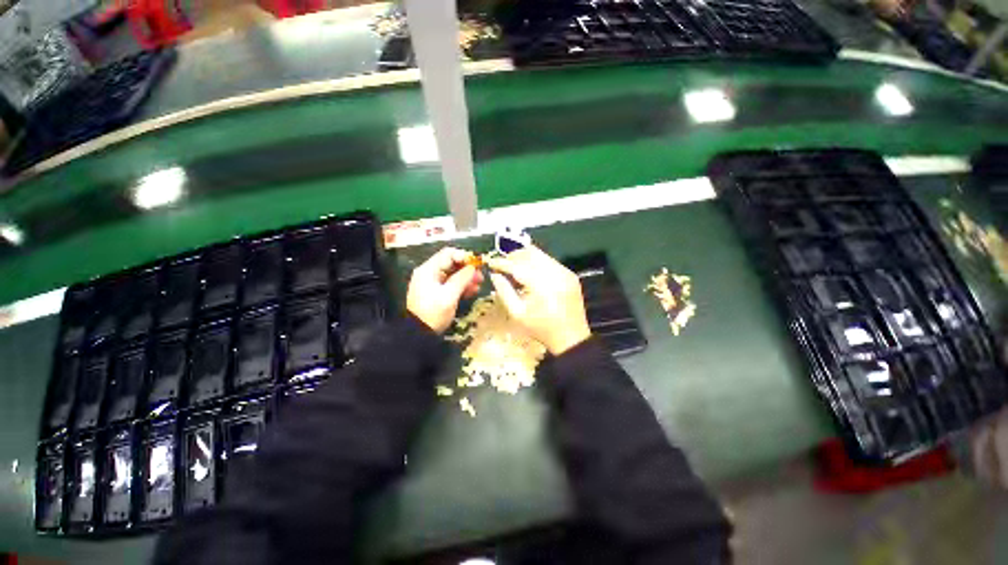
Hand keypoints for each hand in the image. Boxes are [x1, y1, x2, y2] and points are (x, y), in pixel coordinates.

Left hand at [407, 247, 482, 332]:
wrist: (419, 334)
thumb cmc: (433, 313)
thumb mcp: (449, 296)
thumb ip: (461, 279)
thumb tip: (473, 267)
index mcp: (428, 270)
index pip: (448, 254)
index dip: (464, 256)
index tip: (477, 264)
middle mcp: (430, 273)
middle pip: (451, 263)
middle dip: (467, 269)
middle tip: (481, 276)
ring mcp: (433, 283)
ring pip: (453, 274)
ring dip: (466, 278)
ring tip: (479, 284)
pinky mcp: (437, 292)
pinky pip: (451, 284)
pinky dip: (461, 286)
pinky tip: (472, 291)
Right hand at [487, 245, 590, 354]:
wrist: (571, 338)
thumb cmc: (541, 328)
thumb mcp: (517, 313)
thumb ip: (504, 291)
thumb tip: (494, 275)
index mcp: (542, 285)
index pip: (517, 265)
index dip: (502, 262)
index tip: (490, 263)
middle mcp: (555, 273)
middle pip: (530, 253)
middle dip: (513, 256)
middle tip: (503, 265)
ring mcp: (565, 272)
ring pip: (541, 255)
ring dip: (525, 258)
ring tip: (515, 269)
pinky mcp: (570, 274)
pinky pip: (550, 261)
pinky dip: (537, 263)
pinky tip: (530, 274)